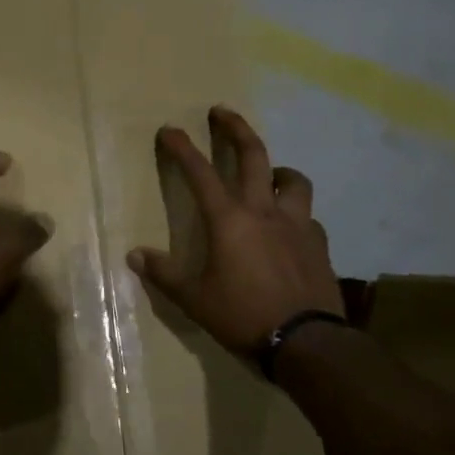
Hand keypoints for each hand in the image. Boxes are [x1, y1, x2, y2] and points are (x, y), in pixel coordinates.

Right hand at [128, 107, 342, 359]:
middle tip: (222, 112)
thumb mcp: (195, 299)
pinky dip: (297, 214)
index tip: (169, 129)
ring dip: (278, 170)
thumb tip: (135, 255)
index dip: (181, 148)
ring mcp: (297, 225)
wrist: (307, 342)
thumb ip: (165, 274)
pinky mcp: (319, 244)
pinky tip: (291, 228)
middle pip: (253, 155)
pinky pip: (309, 217)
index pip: (200, 172)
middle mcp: (264, 211)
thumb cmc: (243, 315)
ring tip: (271, 175)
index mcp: (229, 219)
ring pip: (293, 180)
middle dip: (235, 128)